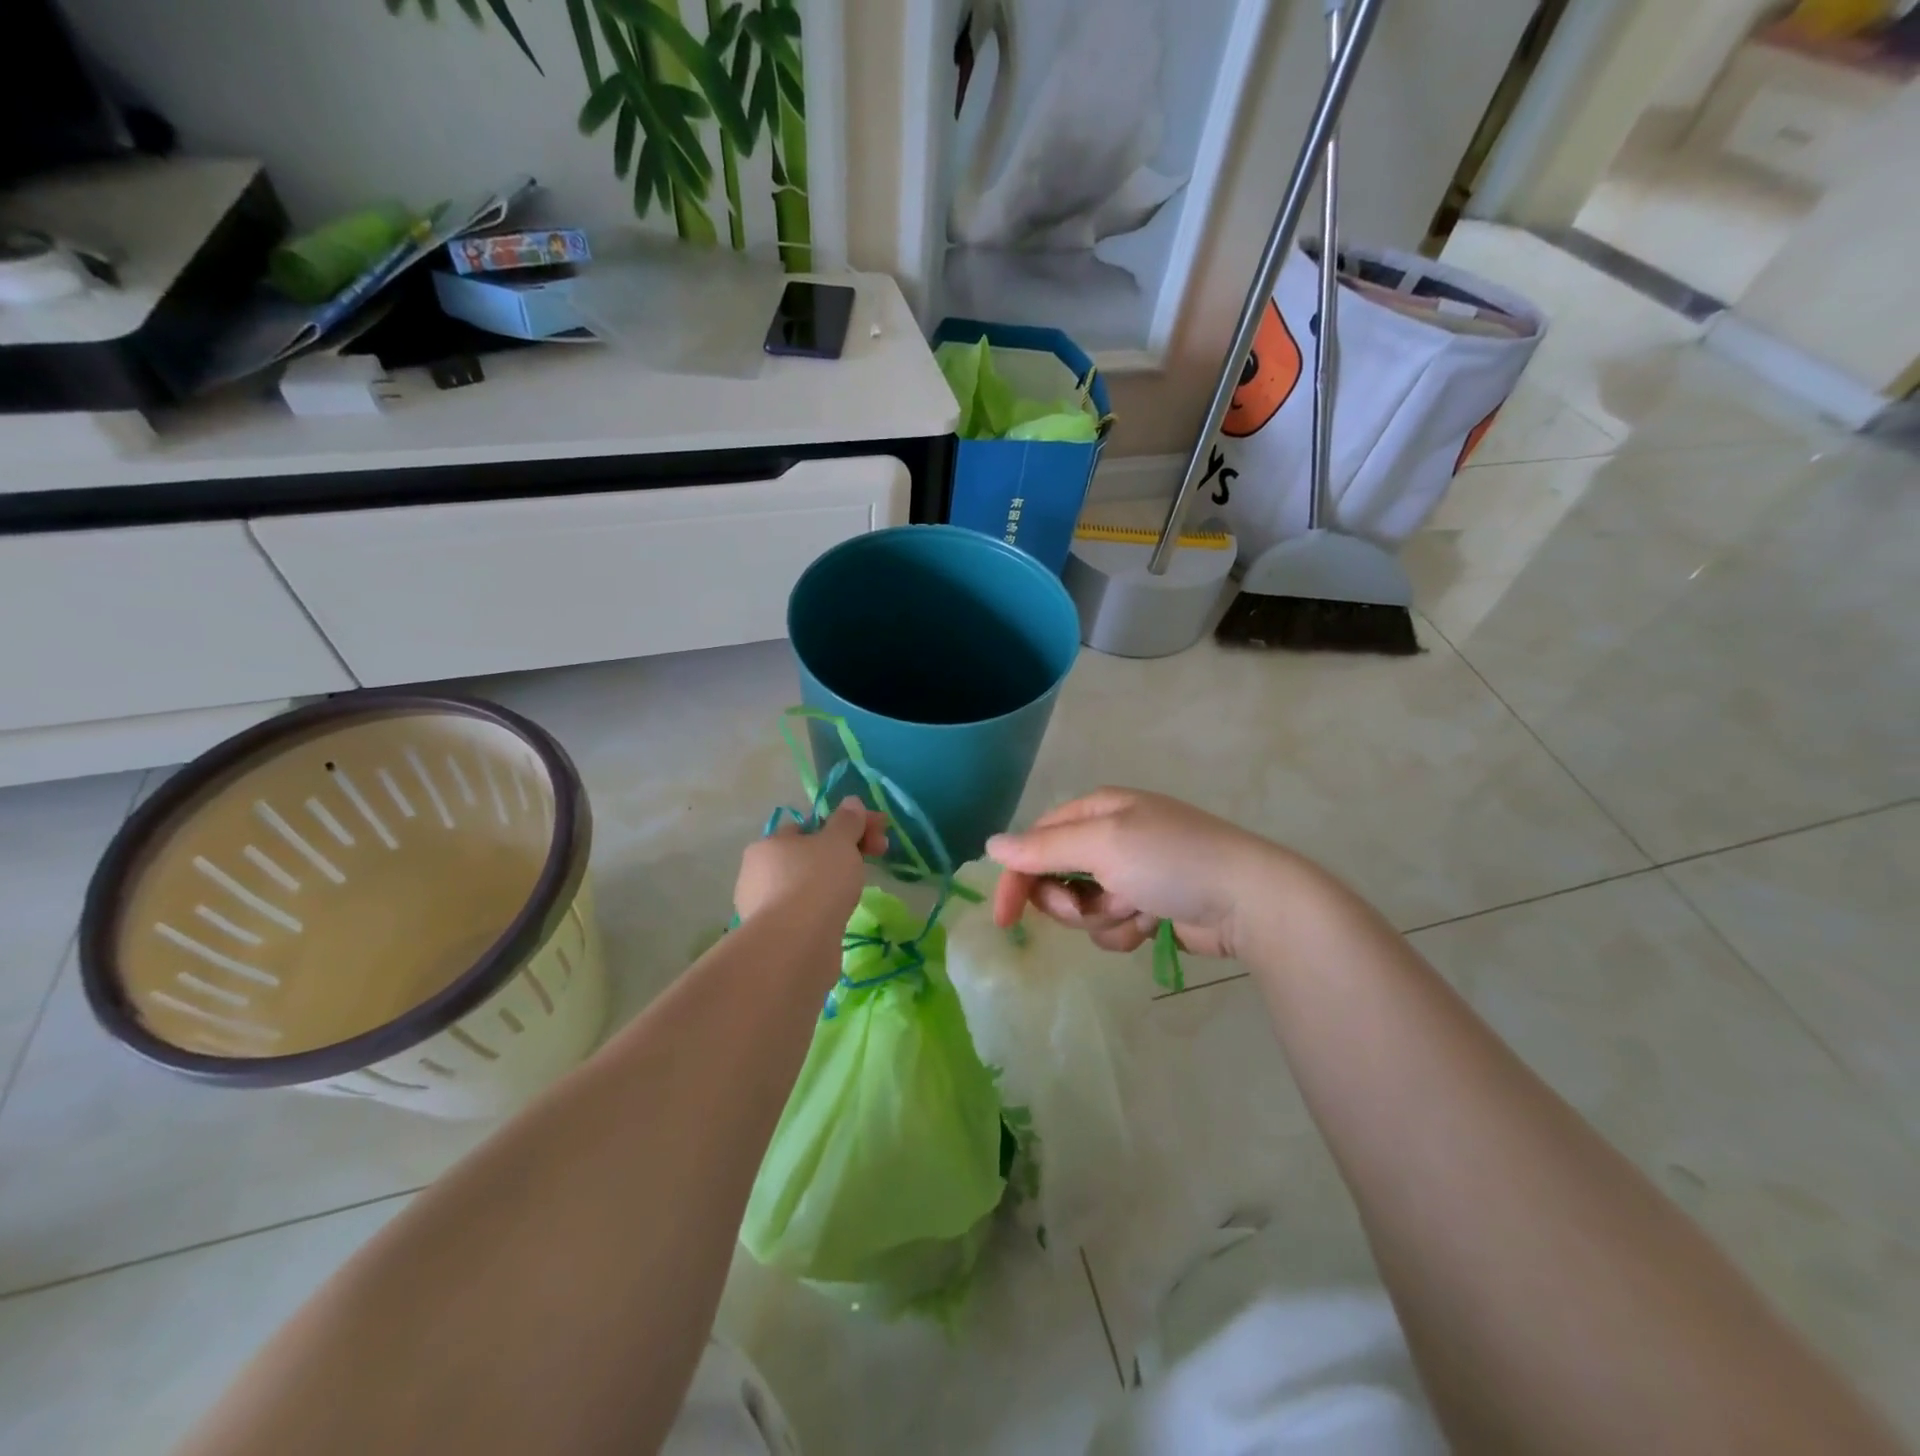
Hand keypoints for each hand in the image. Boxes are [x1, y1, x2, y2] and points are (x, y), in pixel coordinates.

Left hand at [733, 799, 889, 925]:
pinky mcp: (774, 938)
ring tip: (856, 893)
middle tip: (875, 859)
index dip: (845, 827)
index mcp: (769, 844)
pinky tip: (839, 918)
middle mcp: (757, 874)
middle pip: (808, 856)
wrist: (796, 946)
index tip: (876, 836)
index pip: (809, 826)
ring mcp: (762, 908)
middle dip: (842, 854)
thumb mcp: (839, 842)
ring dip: (832, 884)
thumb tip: (851, 802)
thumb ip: (847, 821)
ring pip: (806, 886)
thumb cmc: (816, 882)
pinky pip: (804, 914)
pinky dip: (823, 911)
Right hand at [986, 787, 1280, 958]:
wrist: (1249, 900)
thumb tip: (991, 845)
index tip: (1005, 919)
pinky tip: (1152, 925)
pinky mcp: (1148, 906)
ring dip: (1102, 918)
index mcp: (1096, 810)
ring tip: (1136, 912)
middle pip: (1055, 877)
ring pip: (1083, 908)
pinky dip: (1125, 930)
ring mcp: (1130, 873)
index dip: (1017, 878)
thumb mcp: (1103, 845)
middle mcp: (1109, 837)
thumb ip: (1043, 848)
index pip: (1036, 841)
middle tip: (1089, 910)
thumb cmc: (1172, 860)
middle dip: (1069, 902)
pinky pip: (1112, 926)